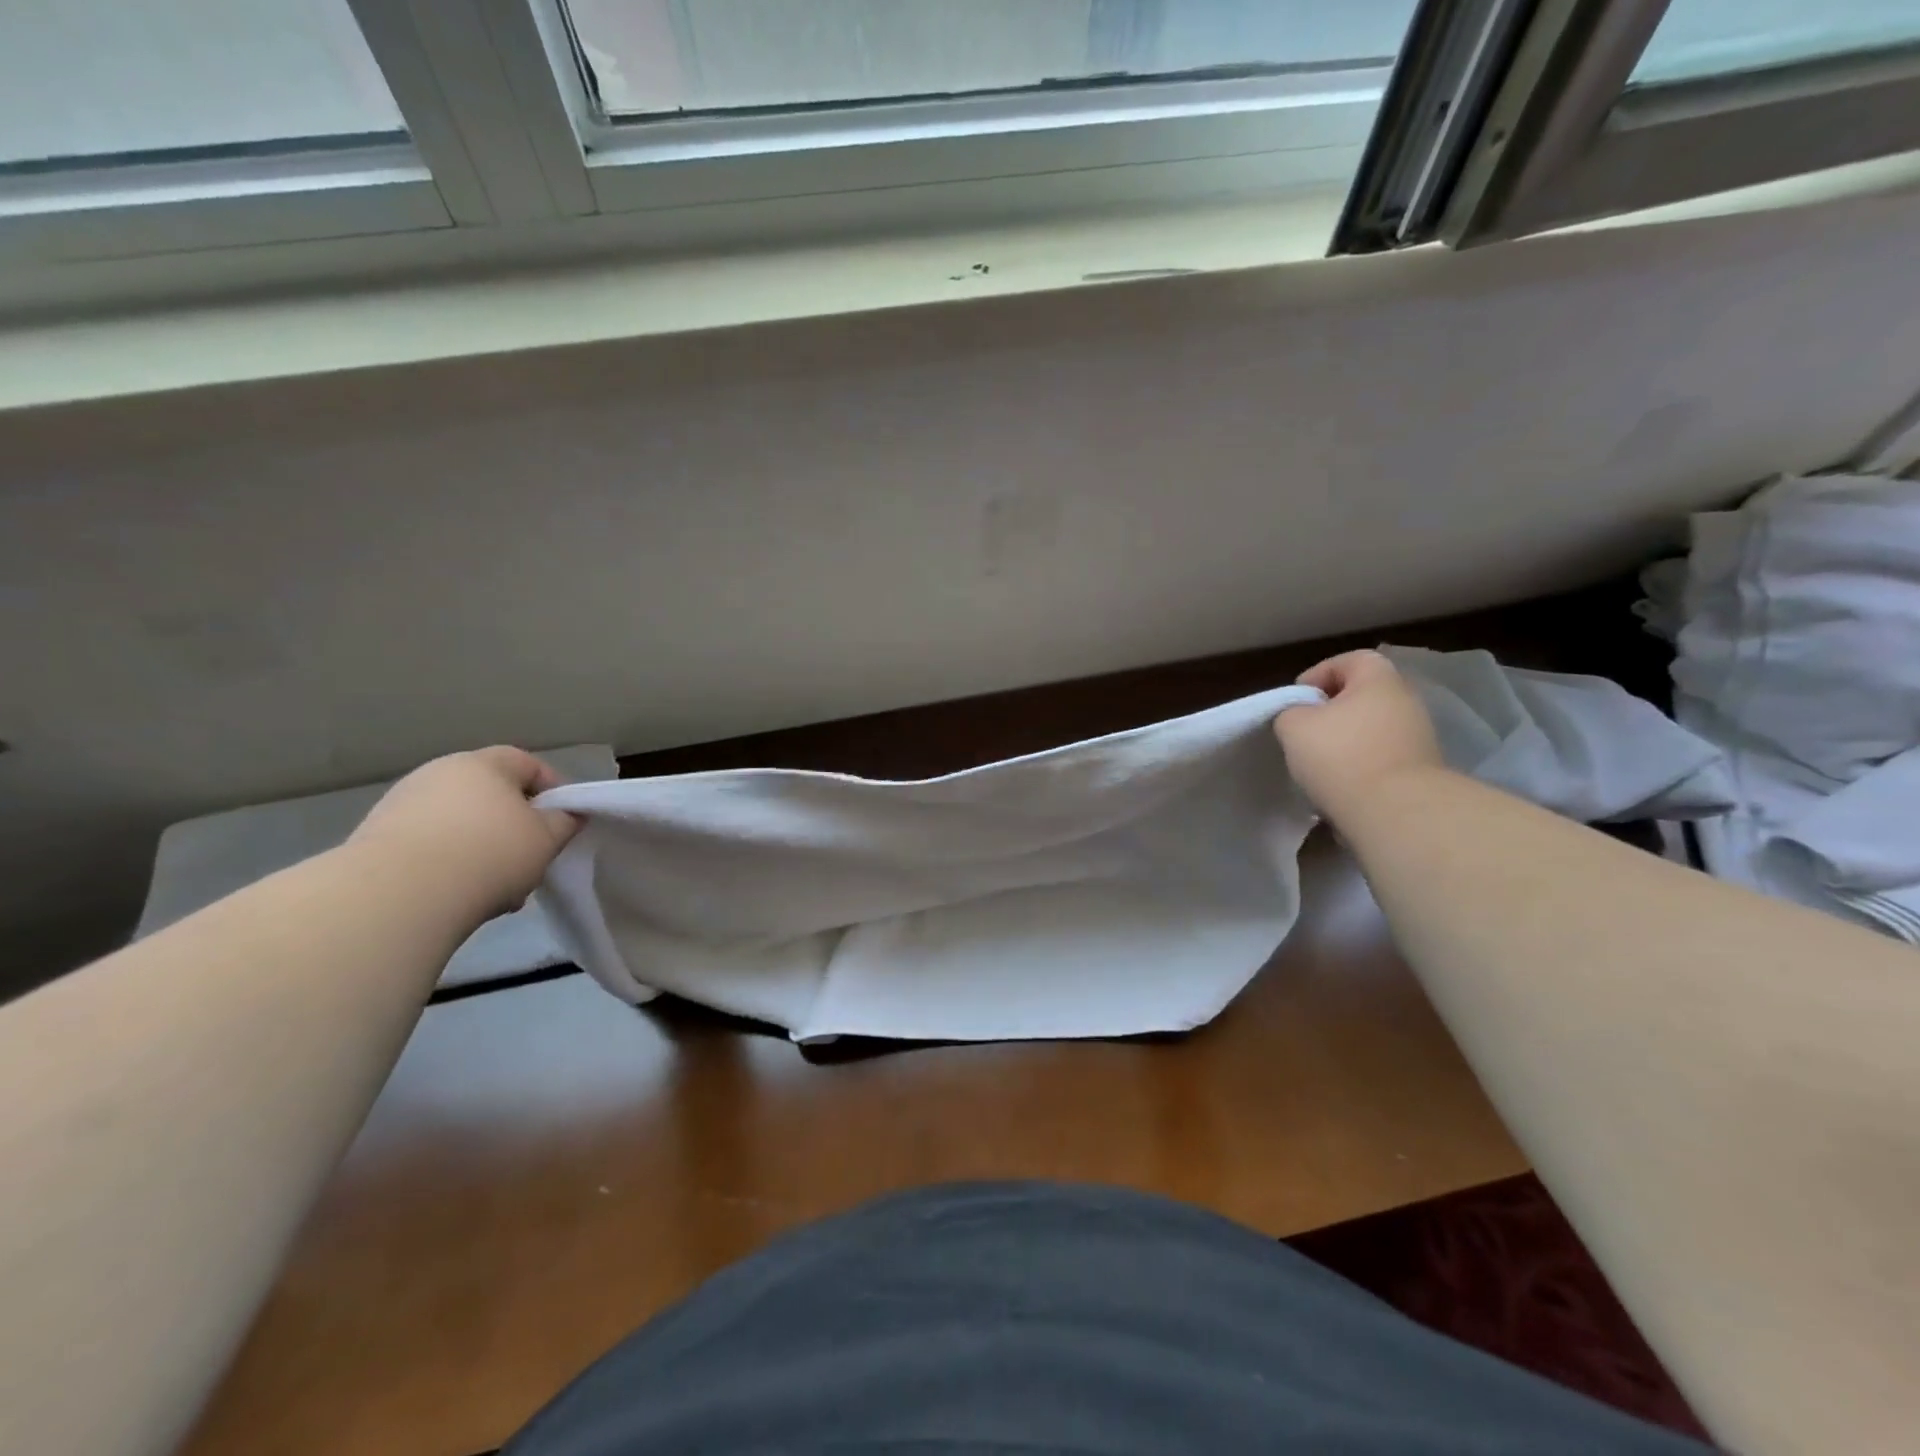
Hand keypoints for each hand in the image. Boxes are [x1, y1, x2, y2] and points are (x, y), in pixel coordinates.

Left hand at [348, 747, 581, 917]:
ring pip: (461, 824)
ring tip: (498, 888)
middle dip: (515, 827)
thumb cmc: (489, 854)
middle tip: (531, 858)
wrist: (397, 895)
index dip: (553, 790)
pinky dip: (451, 865)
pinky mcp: (376, 839)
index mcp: (483, 764)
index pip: (528, 764)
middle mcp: (439, 773)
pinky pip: (430, 846)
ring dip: (483, 849)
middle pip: (491, 795)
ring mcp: (402, 804)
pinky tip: (462, 896)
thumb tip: (567, 815)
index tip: (565, 821)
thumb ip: (564, 822)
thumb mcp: (547, 839)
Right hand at [1273, 650, 1444, 824]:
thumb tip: (1301, 718)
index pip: (1349, 660)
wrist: (1396, 812)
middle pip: (1362, 696)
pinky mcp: (1420, 771)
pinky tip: (1340, 785)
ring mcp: (1418, 737)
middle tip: (1304, 731)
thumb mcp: (1293, 726)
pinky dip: (1360, 765)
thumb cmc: (1341, 756)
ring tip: (1318, 764)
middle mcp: (1406, 702)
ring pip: (1371, 728)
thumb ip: (1291, 711)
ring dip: (1345, 741)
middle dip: (1331, 711)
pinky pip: (1381, 757)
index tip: (1296, 700)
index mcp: (1379, 681)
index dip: (1318, 674)